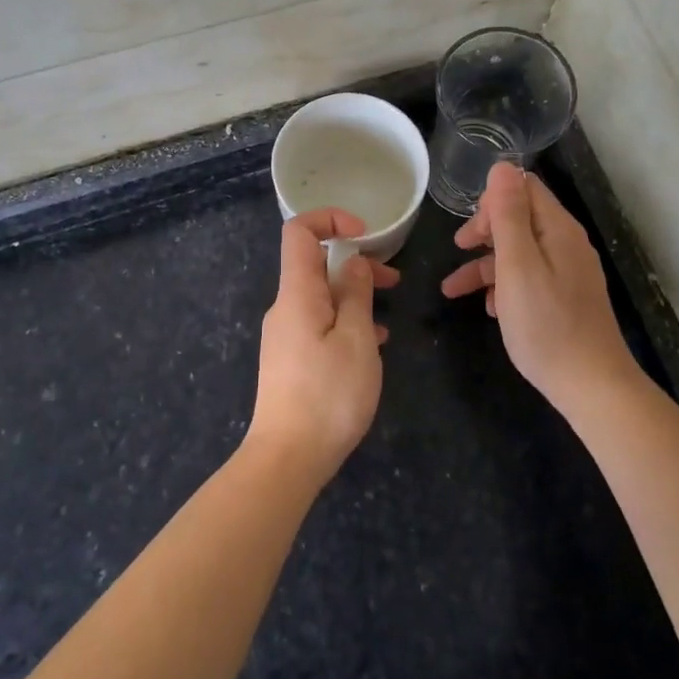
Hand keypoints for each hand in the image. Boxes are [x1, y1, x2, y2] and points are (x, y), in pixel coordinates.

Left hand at [249, 209, 399, 483]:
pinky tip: (372, 346)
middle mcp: (285, 307)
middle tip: (393, 280)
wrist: (287, 459)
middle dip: (354, 263)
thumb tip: (354, 261)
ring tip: (388, 318)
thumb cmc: (328, 394)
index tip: (365, 234)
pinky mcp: (290, 360)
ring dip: (354, 297)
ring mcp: (285, 335)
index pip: (299, 231)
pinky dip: (345, 323)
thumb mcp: (356, 339)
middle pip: (315, 265)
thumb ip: (356, 294)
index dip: (330, 219)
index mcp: (297, 293)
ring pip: (321, 298)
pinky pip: (319, 325)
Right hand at [441, 163, 633, 411]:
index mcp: (558, 230)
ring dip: (486, 265)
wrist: (592, 386)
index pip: (524, 189)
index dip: (491, 201)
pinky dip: (506, 287)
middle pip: (521, 219)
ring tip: (455, 291)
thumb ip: (508, 215)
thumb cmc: (546, 325)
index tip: (469, 231)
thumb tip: (502, 166)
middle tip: (458, 251)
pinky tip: (492, 310)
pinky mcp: (567, 299)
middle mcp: (567, 244)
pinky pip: (531, 279)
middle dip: (485, 232)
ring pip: (521, 253)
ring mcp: (570, 273)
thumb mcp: (517, 266)